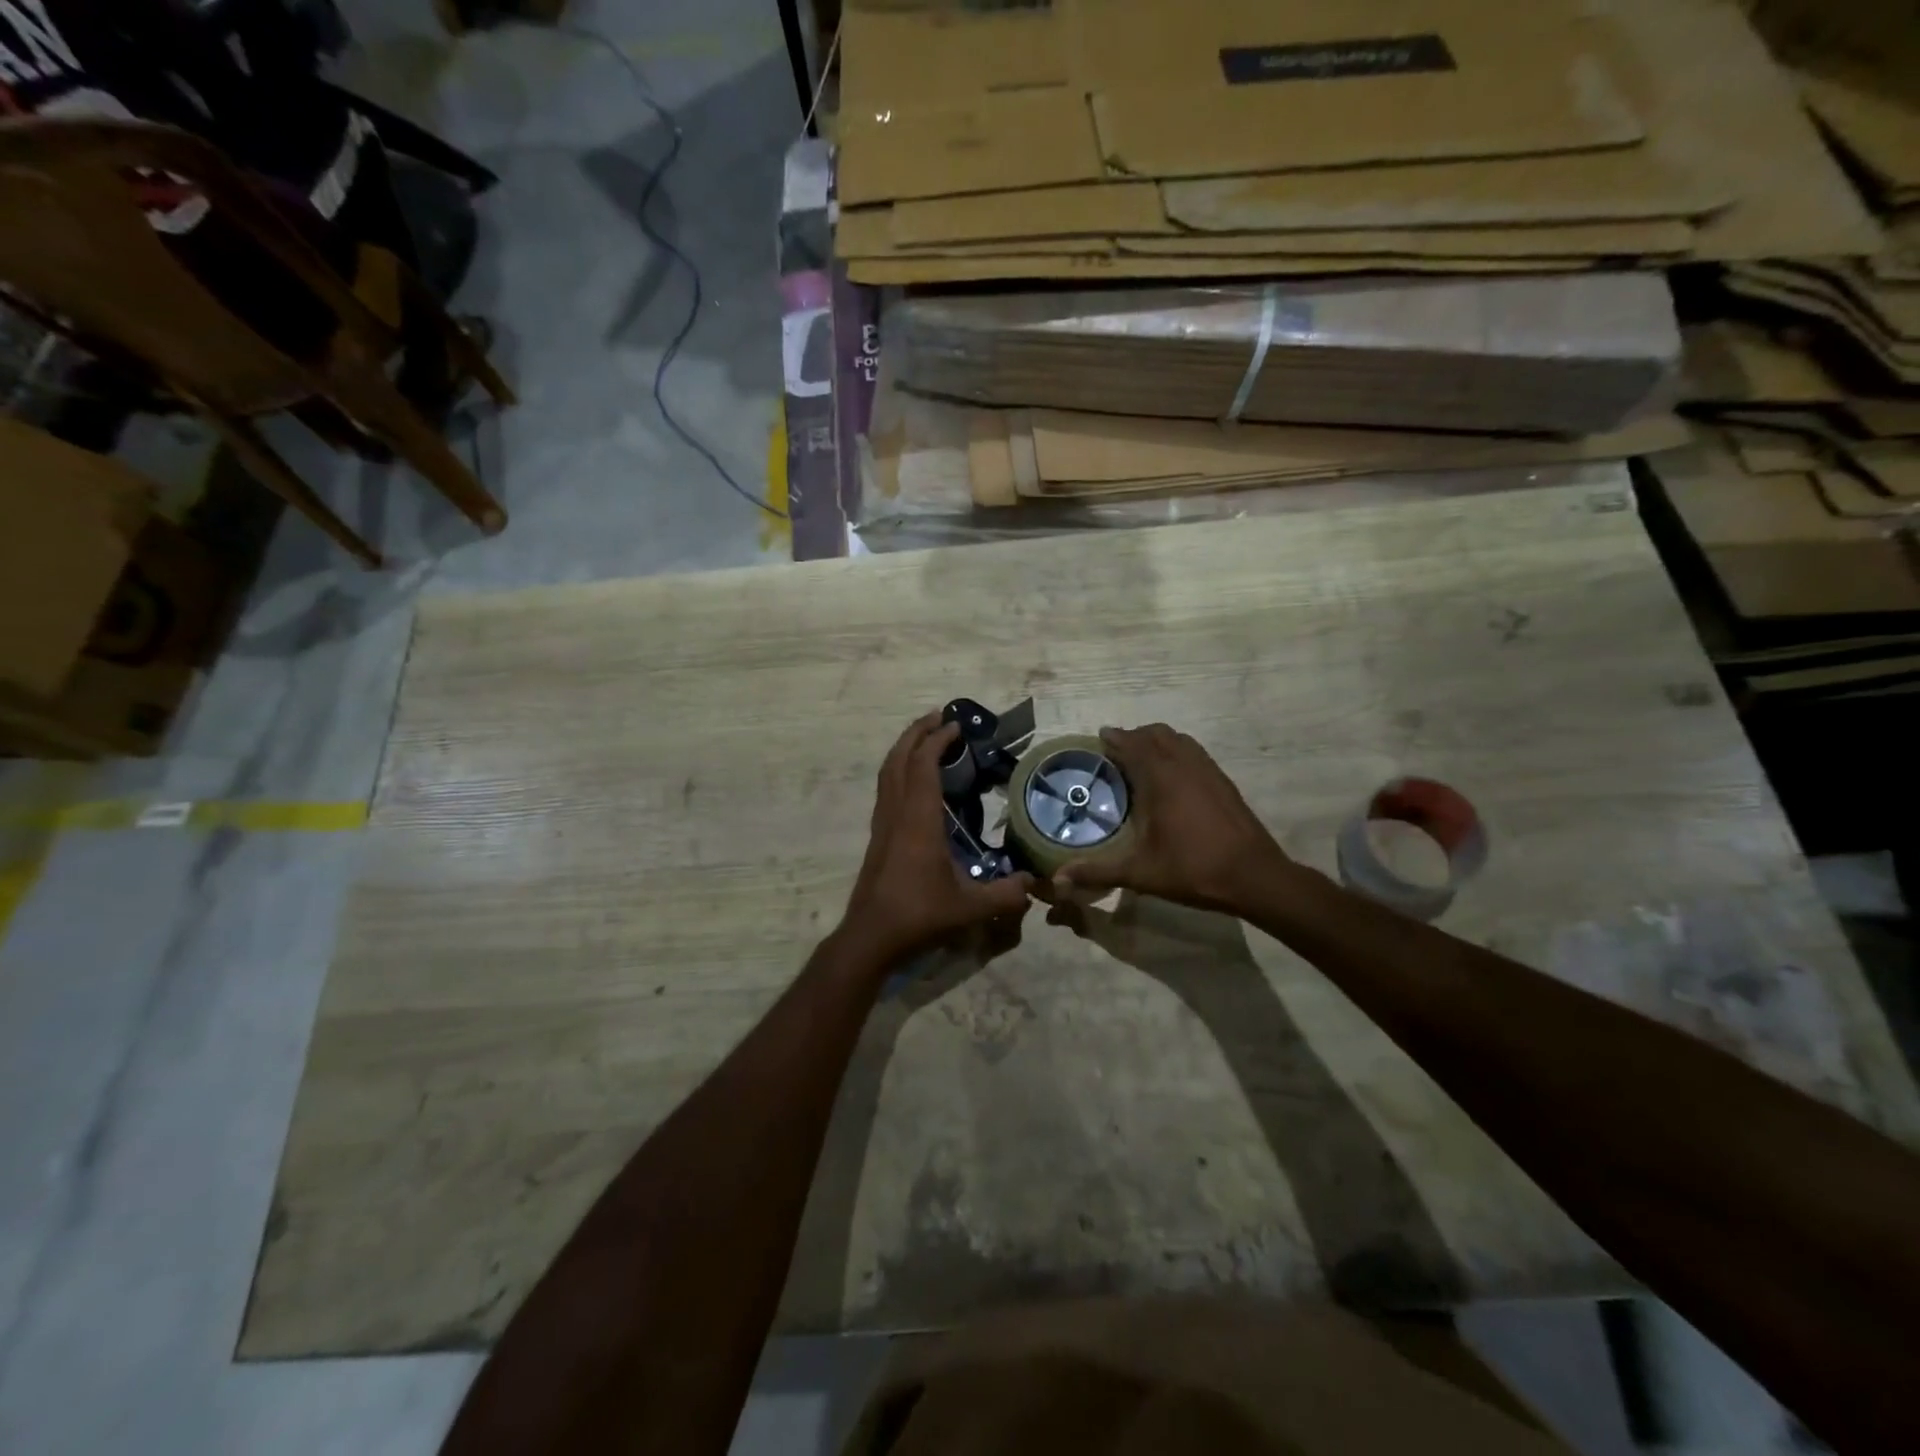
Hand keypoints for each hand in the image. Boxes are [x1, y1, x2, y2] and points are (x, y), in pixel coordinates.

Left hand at [835, 712, 1035, 970]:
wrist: (871, 936)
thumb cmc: (919, 915)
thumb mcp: (970, 908)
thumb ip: (1006, 894)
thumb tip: (1034, 883)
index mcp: (919, 820)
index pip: (923, 766)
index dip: (937, 741)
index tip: (955, 726)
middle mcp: (897, 813)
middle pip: (898, 759)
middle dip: (916, 733)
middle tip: (937, 717)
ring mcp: (883, 824)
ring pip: (887, 773)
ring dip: (904, 749)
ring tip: (924, 739)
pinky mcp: (877, 837)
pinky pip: (886, 789)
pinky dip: (898, 771)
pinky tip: (914, 782)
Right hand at [1052, 724, 1289, 913]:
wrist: (1255, 876)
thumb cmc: (1193, 869)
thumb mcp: (1140, 873)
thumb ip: (1097, 872)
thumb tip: (1058, 880)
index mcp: (1161, 779)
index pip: (1133, 744)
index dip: (1115, 738)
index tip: (1099, 738)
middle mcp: (1184, 765)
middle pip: (1156, 734)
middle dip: (1134, 736)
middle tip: (1116, 751)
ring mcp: (1208, 770)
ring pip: (1179, 740)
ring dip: (1158, 741)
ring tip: (1142, 759)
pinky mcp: (1224, 781)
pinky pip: (1195, 752)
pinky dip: (1178, 752)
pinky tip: (1173, 777)